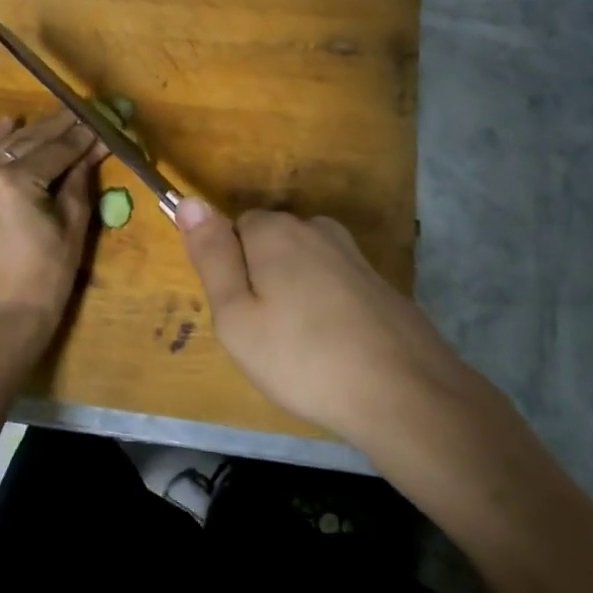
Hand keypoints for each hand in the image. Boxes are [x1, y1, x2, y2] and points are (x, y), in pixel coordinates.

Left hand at [0, 108, 102, 338]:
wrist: (3, 312)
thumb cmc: (47, 275)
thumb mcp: (73, 224)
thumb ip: (80, 180)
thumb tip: (94, 147)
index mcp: (16, 181)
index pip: (57, 150)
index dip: (82, 137)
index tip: (102, 122)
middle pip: (30, 141)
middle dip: (60, 127)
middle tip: (85, 112)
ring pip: (6, 145)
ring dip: (33, 131)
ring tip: (60, 116)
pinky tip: (11, 121)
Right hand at [175, 200, 466, 437]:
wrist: (404, 392)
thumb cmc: (303, 358)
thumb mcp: (236, 316)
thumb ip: (211, 256)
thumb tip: (188, 200)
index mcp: (275, 231)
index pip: (234, 227)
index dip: (230, 269)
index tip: (240, 313)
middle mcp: (315, 228)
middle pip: (270, 242)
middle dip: (262, 277)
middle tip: (266, 334)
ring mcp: (353, 254)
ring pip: (303, 264)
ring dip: (295, 292)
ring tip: (300, 345)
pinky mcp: (378, 281)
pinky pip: (333, 283)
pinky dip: (326, 306)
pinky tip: (334, 345)